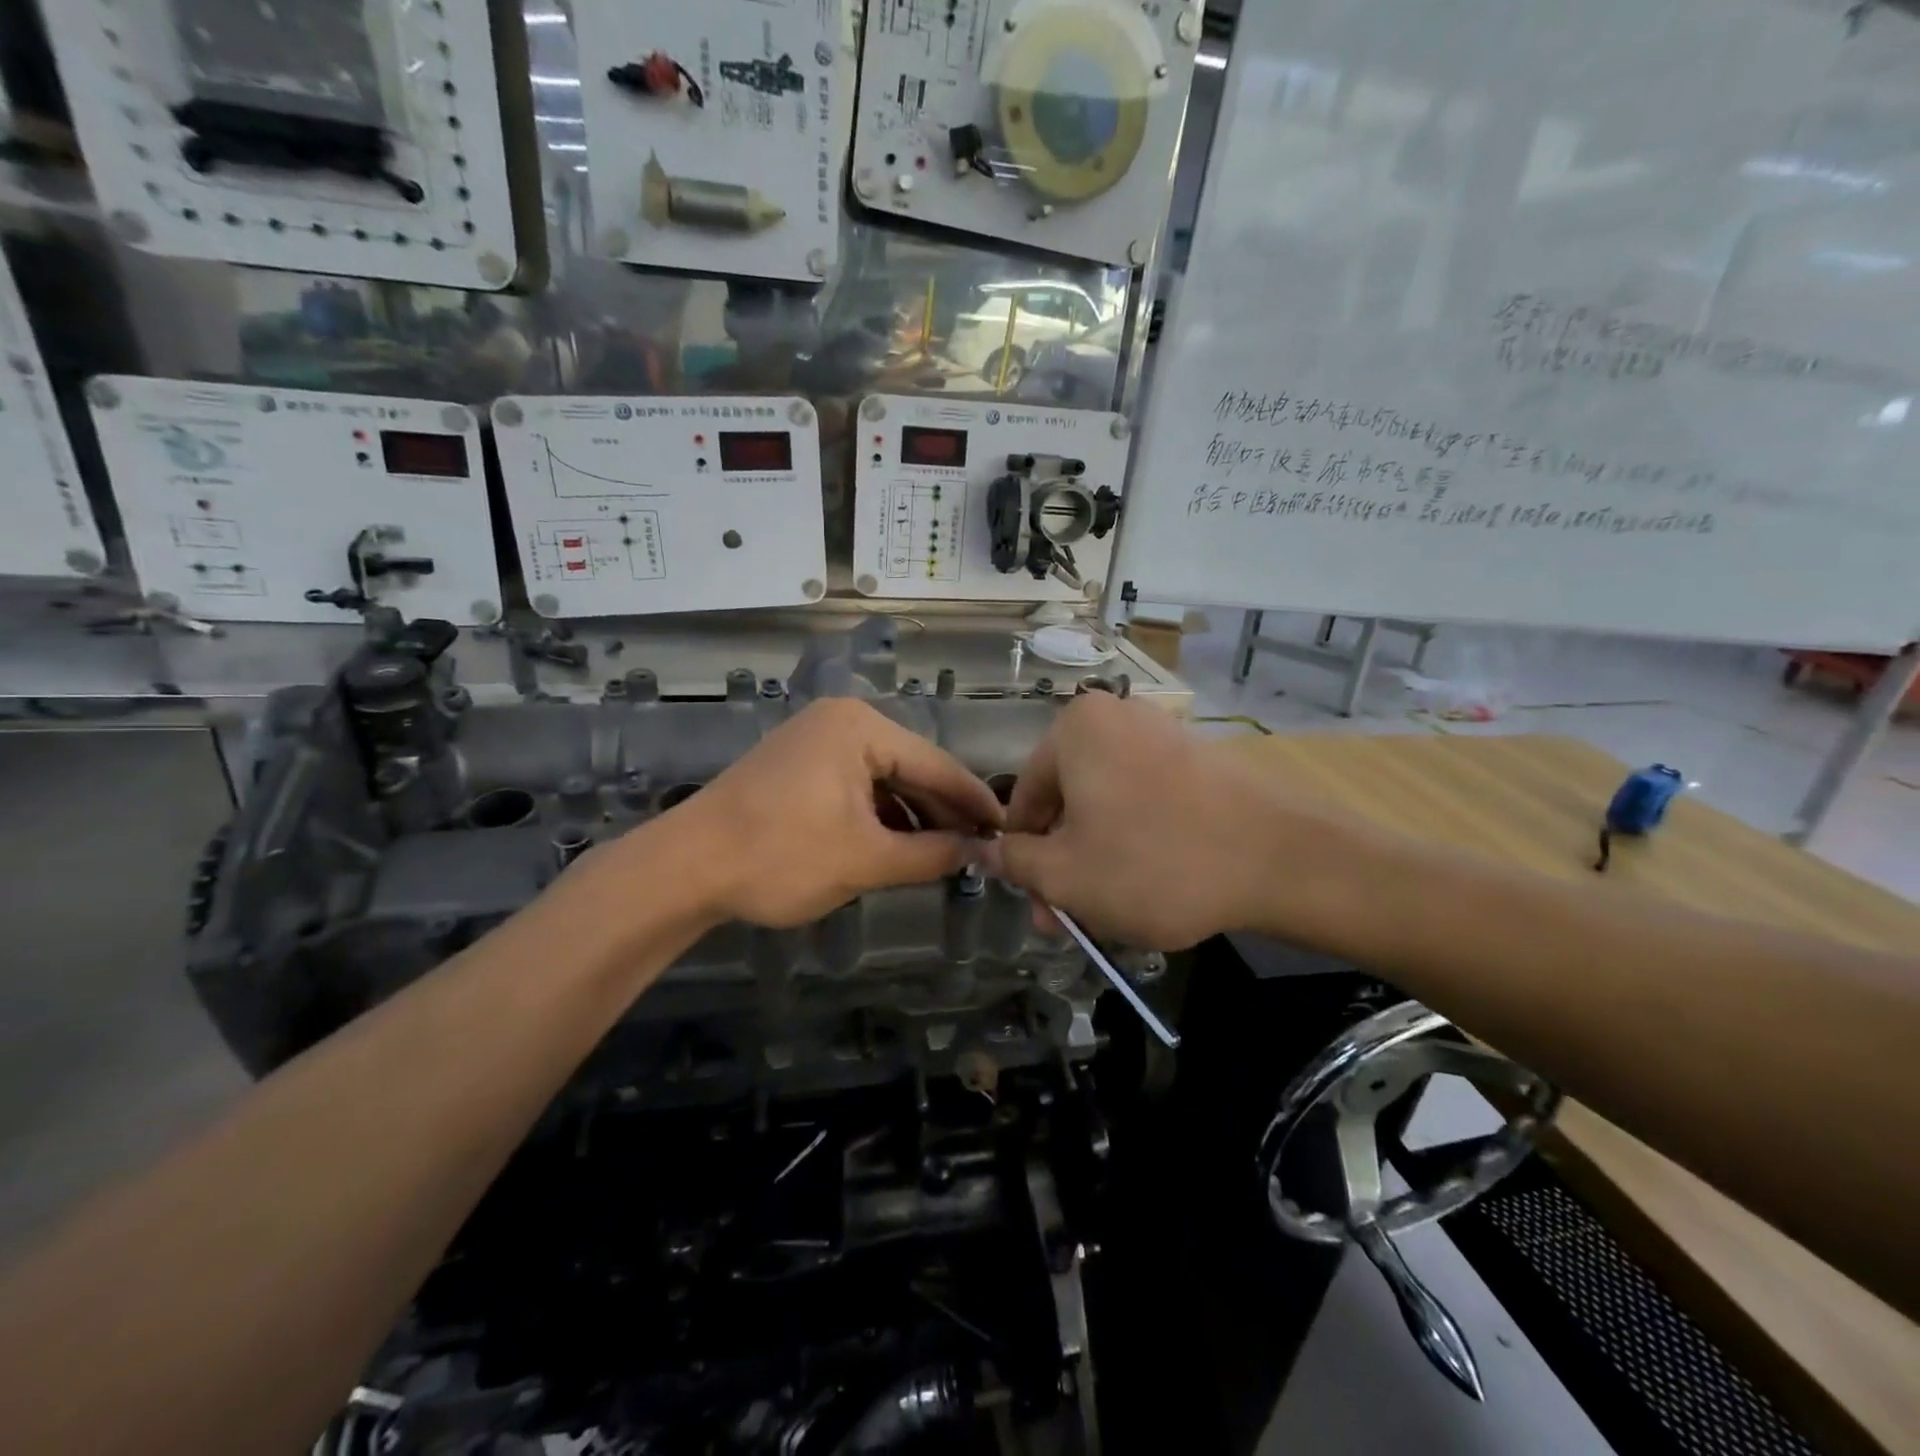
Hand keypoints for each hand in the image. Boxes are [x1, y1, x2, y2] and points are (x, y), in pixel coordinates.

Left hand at [648, 699, 1002, 927]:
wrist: (685, 868)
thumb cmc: (781, 856)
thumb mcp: (866, 860)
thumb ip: (931, 854)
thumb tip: (980, 853)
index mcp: (860, 728)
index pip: (936, 764)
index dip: (975, 802)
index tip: (1008, 830)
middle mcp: (840, 721)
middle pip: (911, 768)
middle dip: (943, 811)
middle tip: (981, 847)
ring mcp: (815, 739)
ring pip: (883, 779)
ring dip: (912, 816)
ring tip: (945, 853)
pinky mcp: (797, 764)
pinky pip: (855, 785)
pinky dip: (879, 815)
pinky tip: (897, 844)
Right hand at [982, 693, 1349, 948]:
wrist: (1281, 859)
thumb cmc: (1153, 863)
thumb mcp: (1065, 875)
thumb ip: (1013, 862)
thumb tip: (984, 850)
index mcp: (1074, 729)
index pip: (1023, 798)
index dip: (1023, 858)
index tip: (1038, 905)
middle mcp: (1116, 718)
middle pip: (1068, 803)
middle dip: (1063, 865)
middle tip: (1069, 920)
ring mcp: (1163, 735)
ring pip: (1106, 807)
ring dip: (1096, 859)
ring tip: (1110, 912)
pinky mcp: (1199, 760)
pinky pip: (1146, 802)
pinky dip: (1136, 842)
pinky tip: (1149, 886)